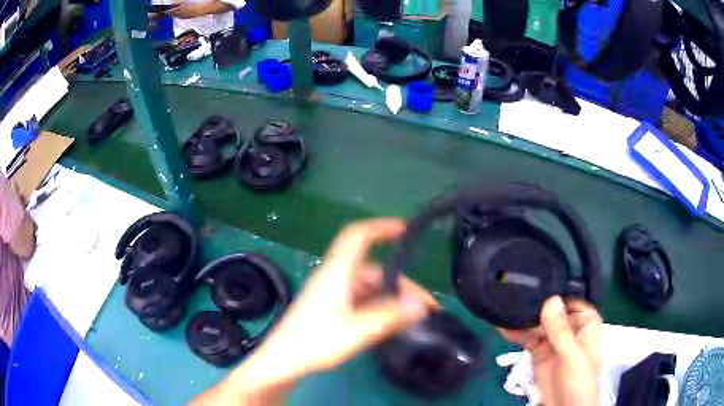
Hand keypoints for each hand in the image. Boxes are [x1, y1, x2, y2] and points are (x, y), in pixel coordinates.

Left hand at [194, 219, 437, 404]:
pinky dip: (379, 306)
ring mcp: (332, 293)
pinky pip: (361, 299)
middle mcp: (335, 277)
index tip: (404, 229)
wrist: (283, 361)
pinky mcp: (331, 307)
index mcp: (337, 273)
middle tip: (424, 307)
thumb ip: (389, 316)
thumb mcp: (356, 330)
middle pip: (373, 270)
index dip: (380, 227)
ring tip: (412, 317)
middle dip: (401, 284)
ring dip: (392, 298)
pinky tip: (391, 322)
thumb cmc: (315, 341)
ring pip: (369, 287)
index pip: (357, 236)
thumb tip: (420, 305)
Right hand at [499, 296, 601, 405]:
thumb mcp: (571, 356)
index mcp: (584, 321)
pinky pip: (527, 338)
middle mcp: (569, 326)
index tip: (534, 280)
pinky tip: (502, 325)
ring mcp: (552, 339)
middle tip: (512, 290)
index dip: (554, 289)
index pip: (569, 298)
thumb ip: (561, 331)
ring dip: (522, 317)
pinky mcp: (539, 351)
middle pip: (550, 309)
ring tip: (503, 306)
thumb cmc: (578, 380)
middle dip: (534, 303)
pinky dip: (515, 333)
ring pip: (537, 323)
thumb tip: (551, 299)